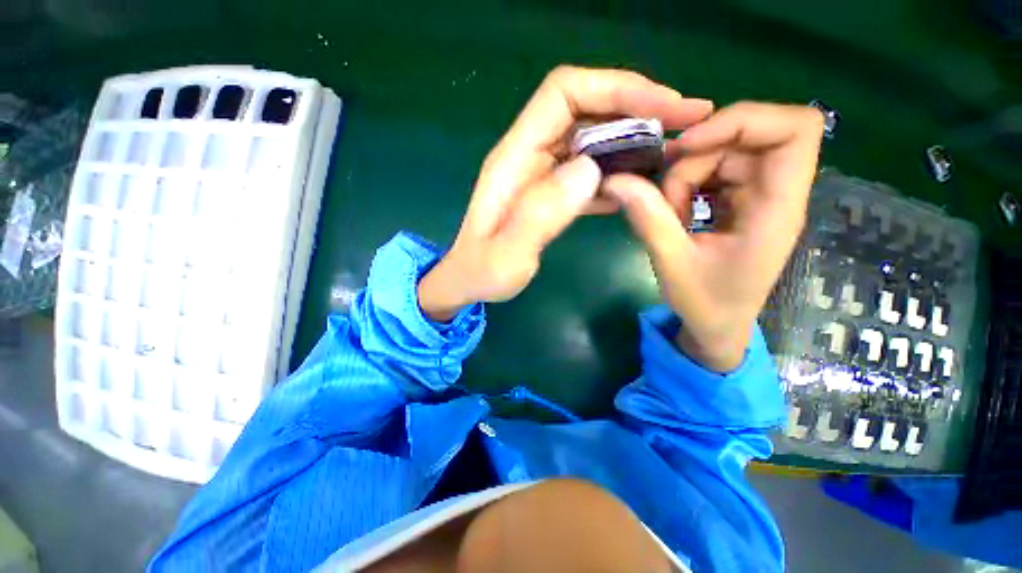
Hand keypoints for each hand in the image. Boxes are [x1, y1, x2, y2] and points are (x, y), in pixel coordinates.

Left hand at [419, 66, 714, 320]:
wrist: (469, 281)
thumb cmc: (482, 272)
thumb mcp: (507, 254)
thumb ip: (541, 214)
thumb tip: (592, 169)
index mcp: (514, 158)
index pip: (563, 93)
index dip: (615, 88)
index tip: (664, 107)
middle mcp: (528, 155)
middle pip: (585, 106)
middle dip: (638, 106)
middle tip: (688, 123)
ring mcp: (540, 173)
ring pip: (592, 137)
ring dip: (633, 138)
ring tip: (674, 154)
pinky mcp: (549, 191)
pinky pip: (588, 168)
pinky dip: (618, 169)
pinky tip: (640, 185)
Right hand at [603, 102, 824, 371]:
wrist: (717, 327)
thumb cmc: (705, 304)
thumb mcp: (672, 263)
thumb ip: (648, 219)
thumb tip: (615, 180)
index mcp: (777, 209)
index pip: (795, 130)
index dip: (743, 120)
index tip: (689, 146)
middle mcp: (777, 194)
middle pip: (746, 138)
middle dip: (697, 158)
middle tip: (664, 194)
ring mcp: (759, 197)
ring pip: (725, 153)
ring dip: (687, 175)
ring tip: (669, 213)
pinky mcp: (742, 203)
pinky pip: (715, 172)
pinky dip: (688, 185)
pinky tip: (675, 212)